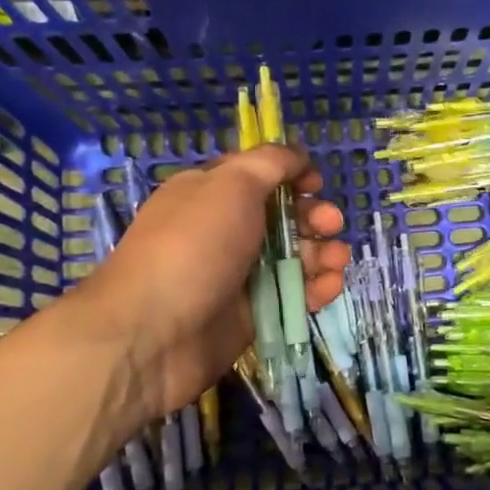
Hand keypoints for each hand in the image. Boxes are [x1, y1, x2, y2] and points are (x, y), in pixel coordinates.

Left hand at [74, 146, 347, 427]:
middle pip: (283, 217)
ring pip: (293, 257)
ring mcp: (238, 274)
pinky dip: (316, 289)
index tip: (316, 184)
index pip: (259, 175)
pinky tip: (330, 288)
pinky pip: (292, 295)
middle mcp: (225, 230)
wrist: (152, 334)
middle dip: (314, 217)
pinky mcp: (252, 314)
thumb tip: (297, 155)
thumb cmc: (193, 246)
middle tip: (331, 225)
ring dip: (323, 253)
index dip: (292, 176)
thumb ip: (270, 163)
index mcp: (212, 193)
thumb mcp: (231, 185)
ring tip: (337, 261)